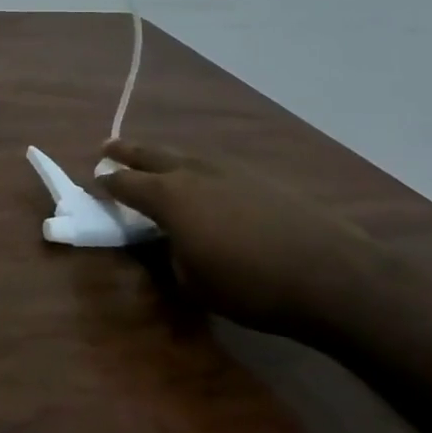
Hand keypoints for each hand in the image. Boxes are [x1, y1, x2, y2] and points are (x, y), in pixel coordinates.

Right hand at [97, 139, 387, 339]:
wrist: (334, 277)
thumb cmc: (250, 285)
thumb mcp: (192, 281)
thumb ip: (170, 254)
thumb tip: (170, 240)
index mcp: (168, 196)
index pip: (125, 183)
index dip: (107, 183)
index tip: (96, 181)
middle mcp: (193, 173)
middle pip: (151, 154)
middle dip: (127, 151)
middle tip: (108, 147)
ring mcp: (231, 170)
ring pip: (186, 155)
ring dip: (165, 157)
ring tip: (156, 161)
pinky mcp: (263, 178)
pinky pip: (217, 166)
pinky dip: (200, 170)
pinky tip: (206, 181)